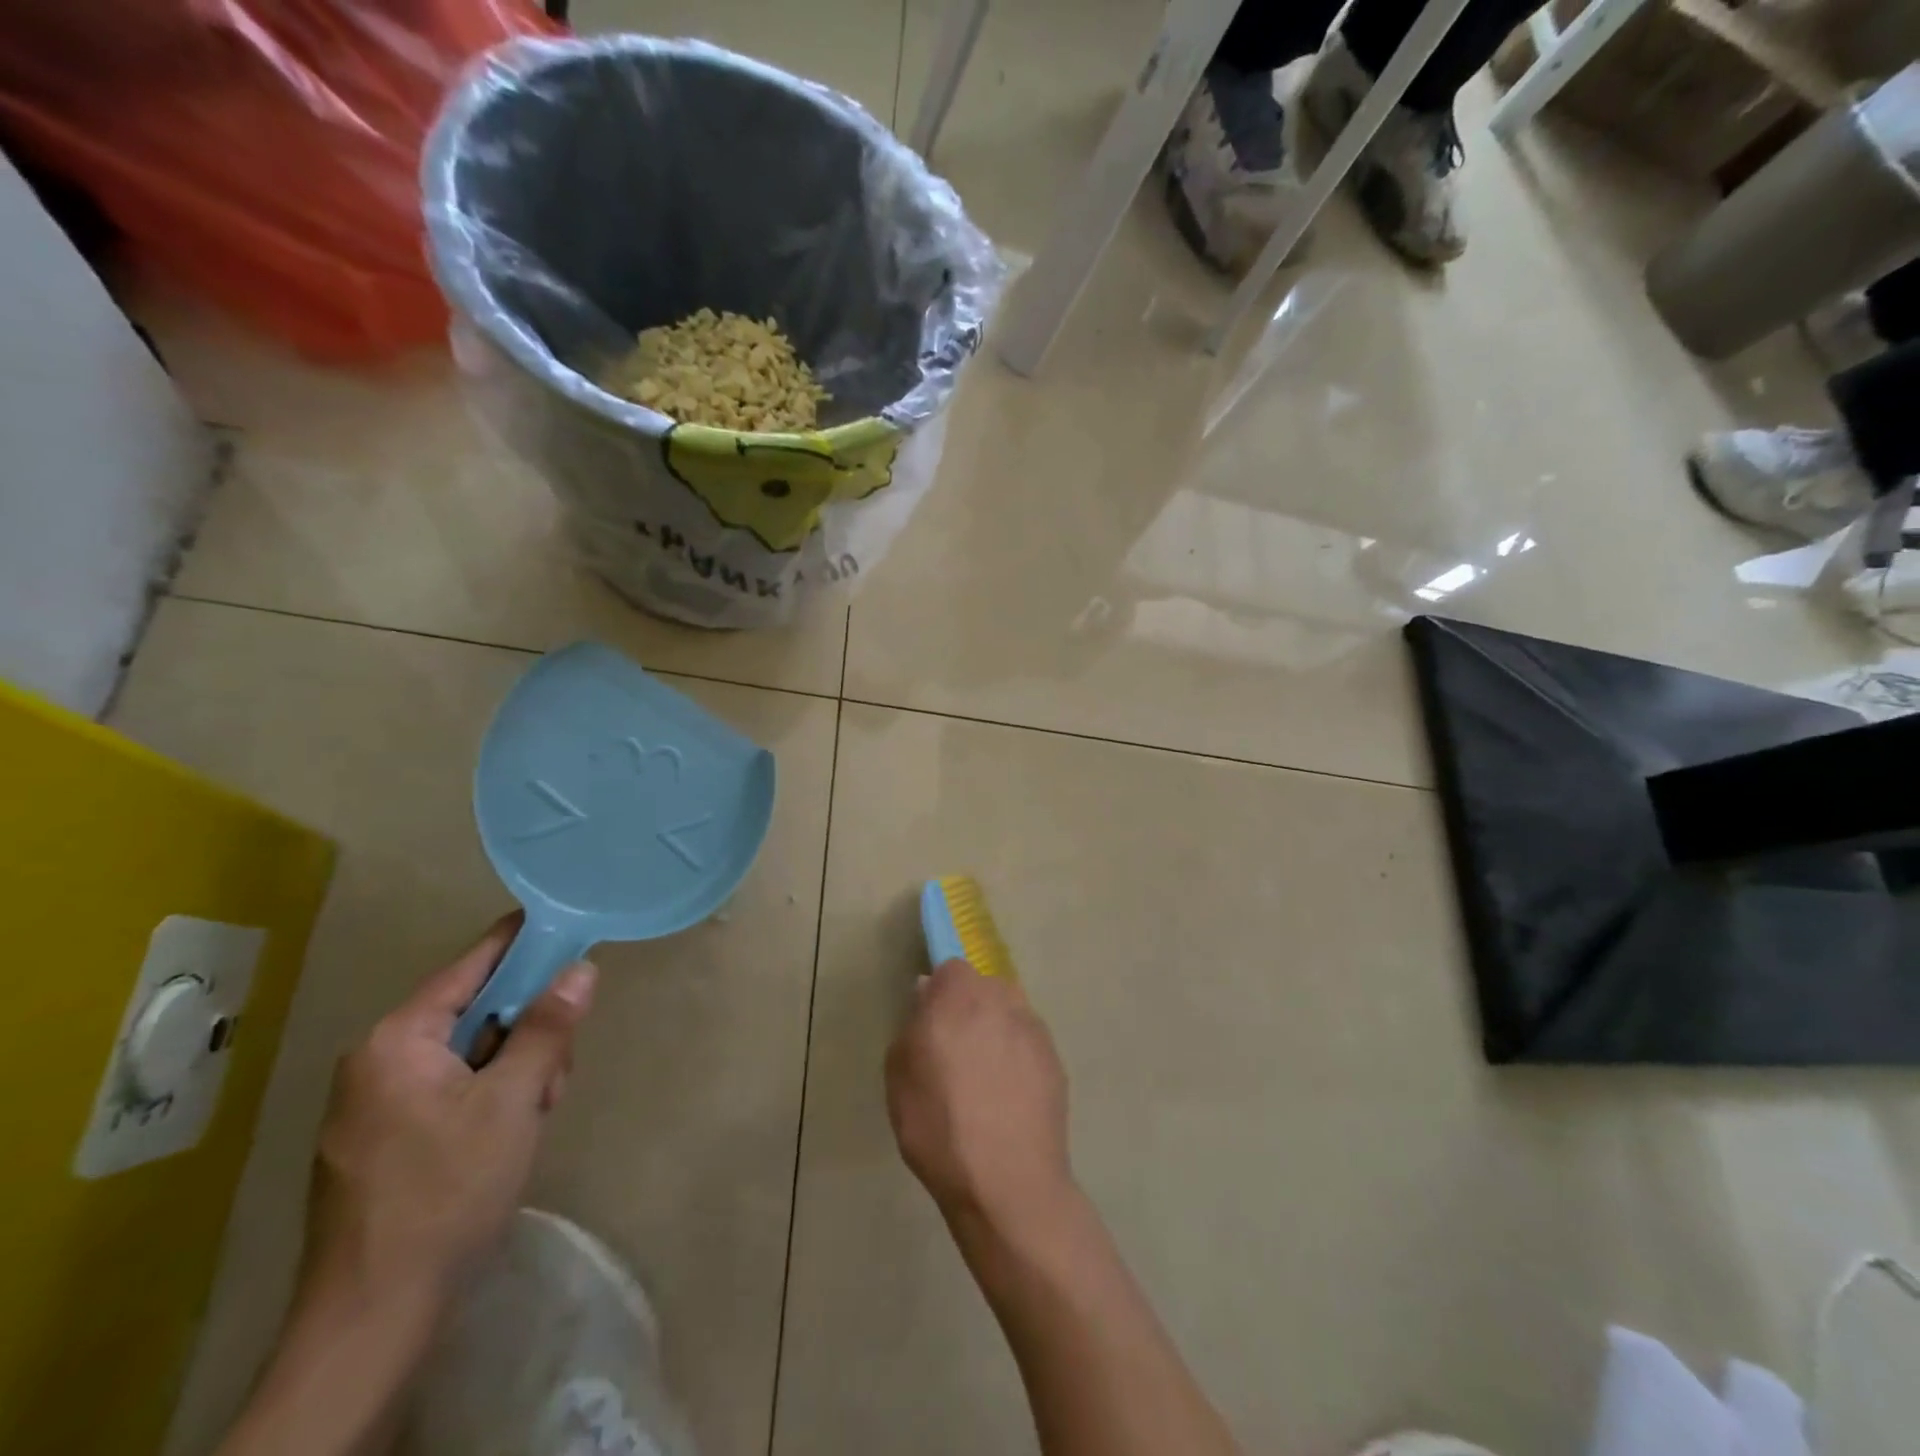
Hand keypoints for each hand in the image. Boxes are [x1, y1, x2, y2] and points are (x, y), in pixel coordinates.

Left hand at [303, 914, 597, 1307]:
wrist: (373, 1319)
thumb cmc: (446, 1193)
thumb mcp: (513, 1102)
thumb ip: (547, 1028)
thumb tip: (581, 968)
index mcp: (398, 1041)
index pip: (472, 965)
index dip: (523, 942)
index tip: (569, 925)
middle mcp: (378, 1061)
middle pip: (476, 1011)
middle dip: (528, 1030)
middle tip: (558, 1070)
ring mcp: (378, 1103)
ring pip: (471, 1053)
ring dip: (516, 1070)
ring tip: (538, 1112)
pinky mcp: (386, 1138)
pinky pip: (453, 1088)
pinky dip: (492, 1096)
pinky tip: (512, 1133)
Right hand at [886, 960, 1073, 1230]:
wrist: (1007, 1183)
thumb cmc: (938, 1125)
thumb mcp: (899, 1075)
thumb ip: (912, 1025)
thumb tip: (927, 996)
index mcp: (960, 995)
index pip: (950, 970)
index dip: (939, 994)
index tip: (930, 1025)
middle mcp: (1002, 999)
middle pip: (983, 988)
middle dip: (969, 1010)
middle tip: (955, 1053)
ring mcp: (1034, 1028)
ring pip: (1009, 1014)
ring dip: (996, 1032)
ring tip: (984, 1080)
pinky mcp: (1055, 1060)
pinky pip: (1028, 1045)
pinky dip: (1018, 1060)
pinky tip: (1008, 1099)